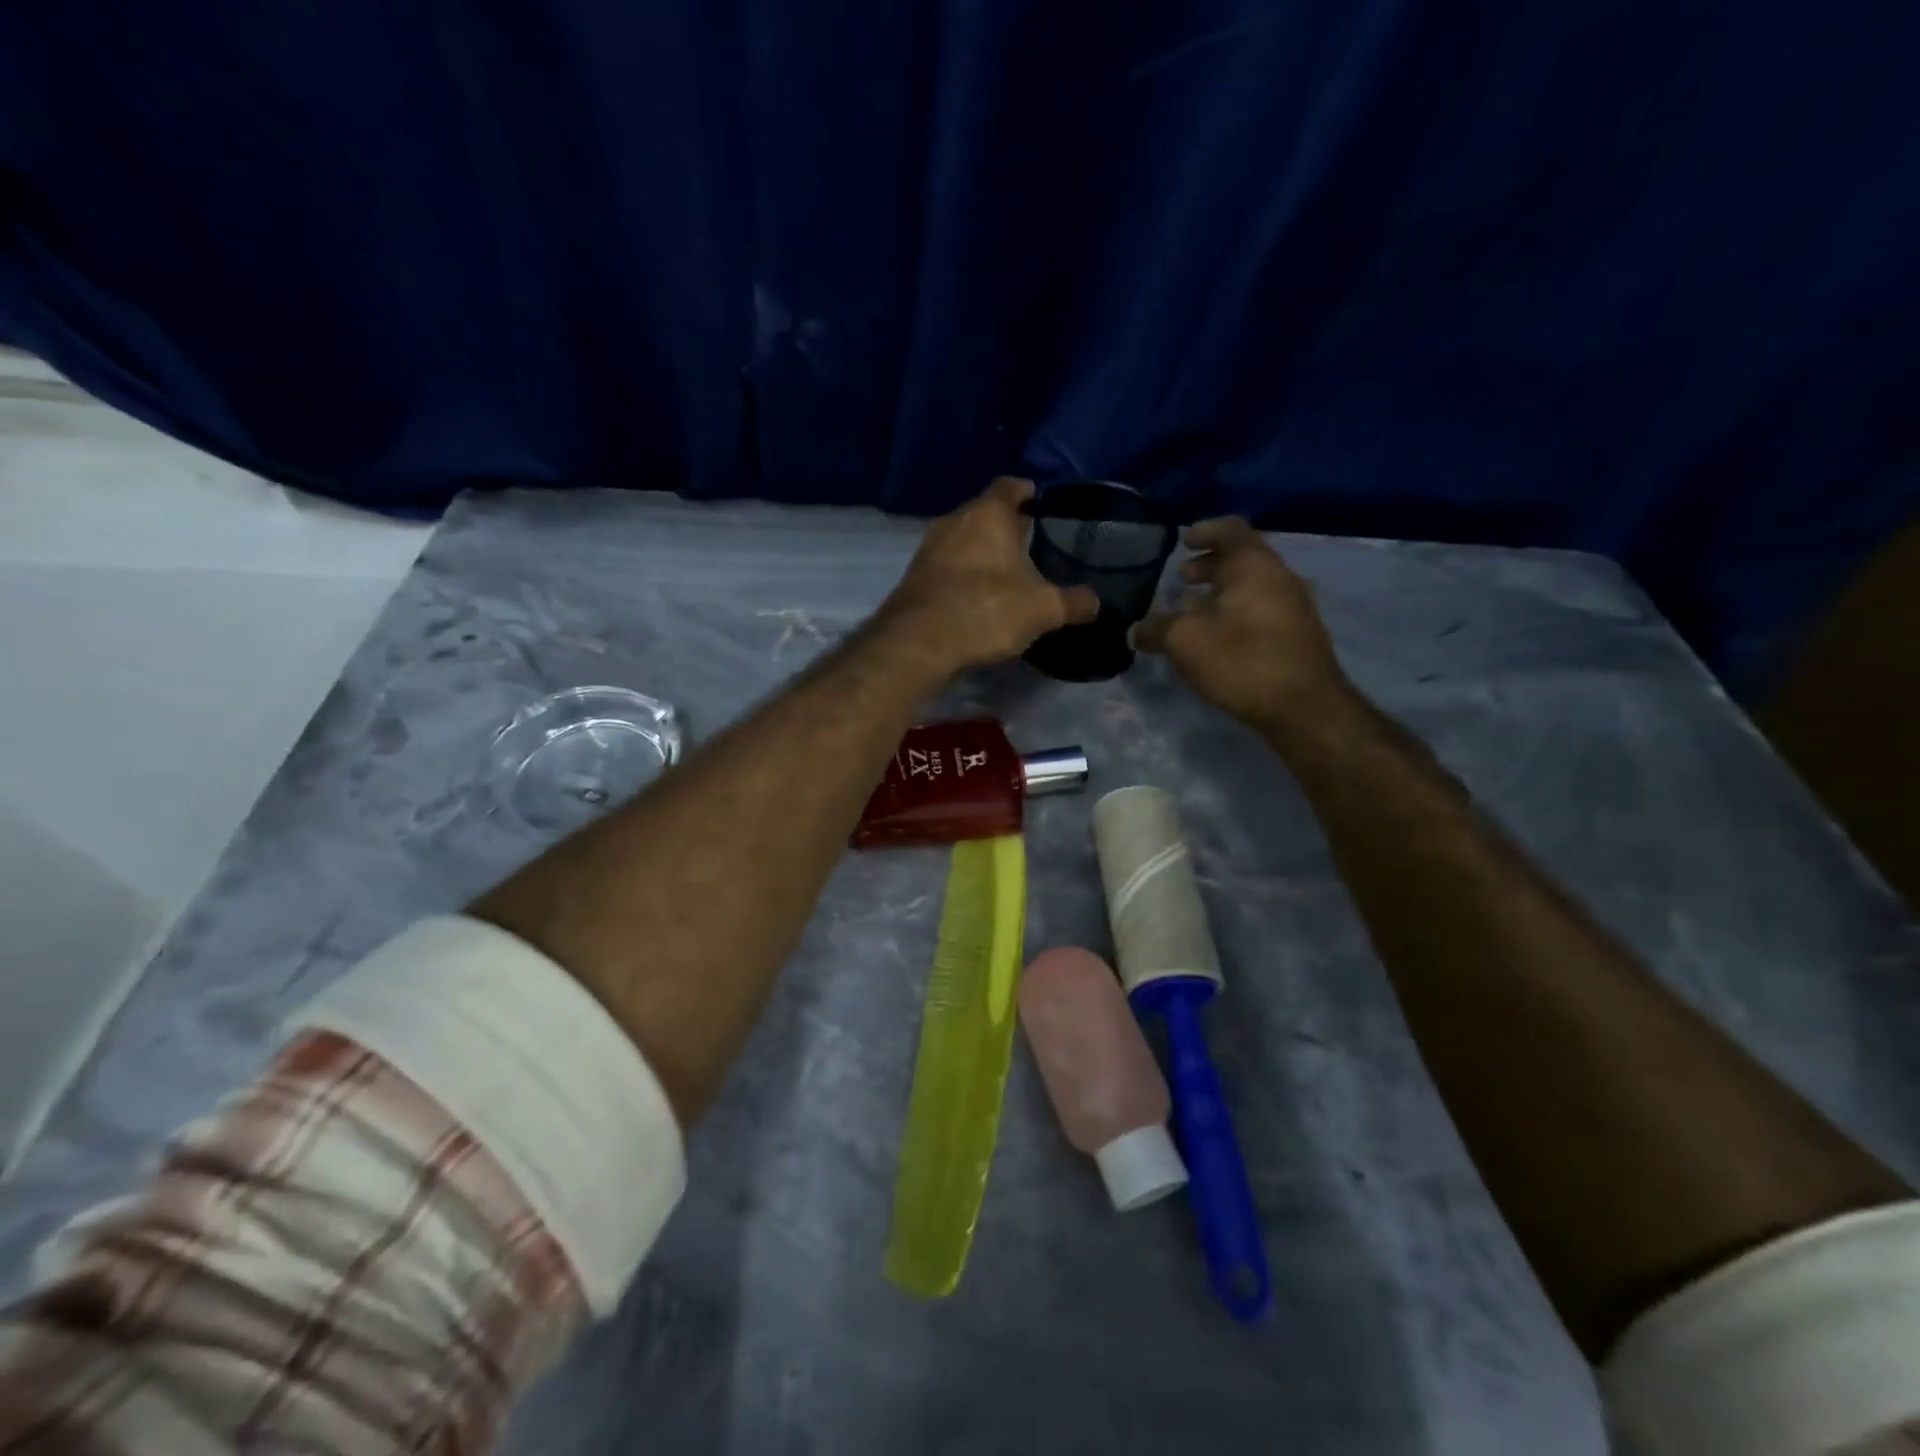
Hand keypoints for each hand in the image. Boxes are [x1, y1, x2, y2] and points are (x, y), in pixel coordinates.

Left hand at [878, 477, 1099, 671]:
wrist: (918, 642)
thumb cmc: (986, 609)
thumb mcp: (1042, 609)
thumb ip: (1073, 602)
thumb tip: (1096, 602)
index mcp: (988, 514)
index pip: (1010, 487)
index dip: (1028, 492)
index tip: (1041, 503)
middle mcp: (955, 520)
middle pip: (985, 513)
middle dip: (1006, 527)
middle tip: (1031, 543)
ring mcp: (929, 548)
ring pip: (963, 540)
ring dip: (982, 551)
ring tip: (1006, 572)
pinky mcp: (914, 576)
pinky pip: (947, 565)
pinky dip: (963, 573)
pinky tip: (977, 595)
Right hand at [1134, 518, 1347, 729]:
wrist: (1304, 708)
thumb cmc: (1242, 661)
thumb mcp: (1185, 642)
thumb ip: (1157, 630)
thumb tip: (1136, 630)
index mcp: (1254, 566)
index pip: (1231, 529)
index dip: (1205, 531)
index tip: (1184, 542)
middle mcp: (1280, 578)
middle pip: (1244, 558)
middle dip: (1211, 565)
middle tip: (1183, 577)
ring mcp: (1295, 607)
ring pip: (1254, 586)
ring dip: (1223, 591)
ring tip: (1195, 610)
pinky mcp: (1299, 636)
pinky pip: (1263, 610)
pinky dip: (1237, 612)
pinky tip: (1219, 637)